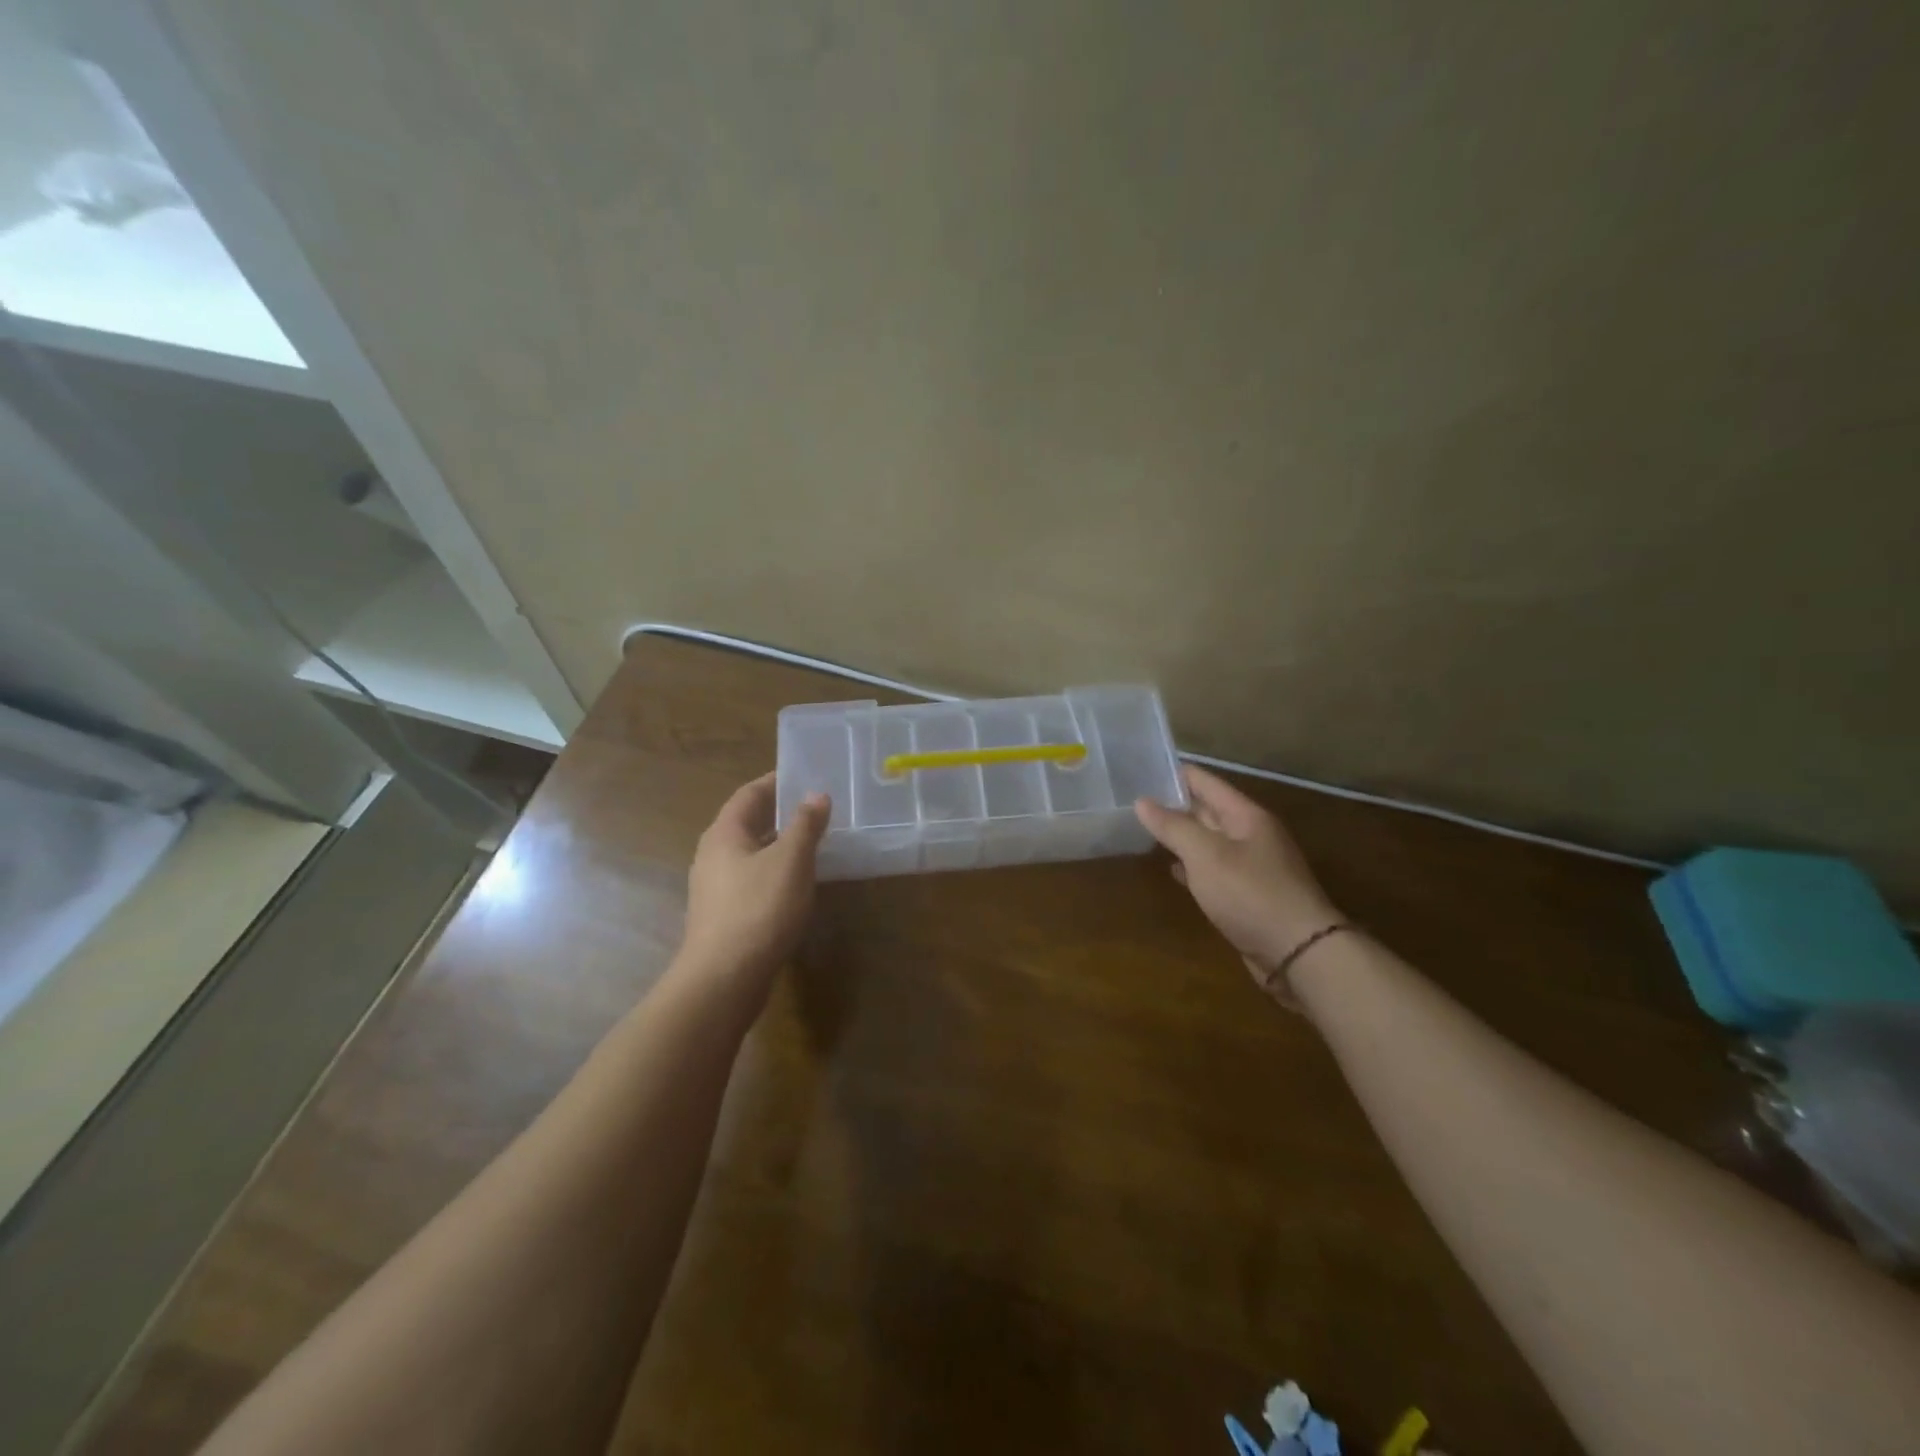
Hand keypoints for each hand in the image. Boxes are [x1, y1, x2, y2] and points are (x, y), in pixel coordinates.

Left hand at [681, 772, 829, 994]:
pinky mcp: (722, 915)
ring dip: (778, 845)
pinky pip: (750, 880)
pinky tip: (795, 885)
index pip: (749, 794)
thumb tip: (816, 795)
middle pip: (746, 822)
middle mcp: (712, 855)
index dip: (776, 782)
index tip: (804, 776)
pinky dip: (773, 872)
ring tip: (812, 844)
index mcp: (724, 833)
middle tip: (815, 809)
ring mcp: (713, 888)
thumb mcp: (791, 860)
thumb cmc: (759, 908)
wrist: (724, 978)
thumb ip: (805, 825)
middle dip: (779, 814)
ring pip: (749, 854)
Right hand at [1135, 765, 1341, 987]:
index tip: (1142, 767)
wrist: (1298, 953)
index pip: (1205, 782)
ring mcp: (1251, 866)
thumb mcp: (1205, 854)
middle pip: (1207, 810)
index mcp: (1246, 815)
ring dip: (1181, 836)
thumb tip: (1142, 801)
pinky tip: (1173, 870)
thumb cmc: (1250, 893)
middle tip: (1134, 800)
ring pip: (1209, 841)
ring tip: (1145, 830)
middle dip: (1173, 804)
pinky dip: (1193, 866)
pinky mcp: (1248, 894)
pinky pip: (1214, 870)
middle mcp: (1251, 835)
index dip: (1174, 773)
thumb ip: (1173, 826)